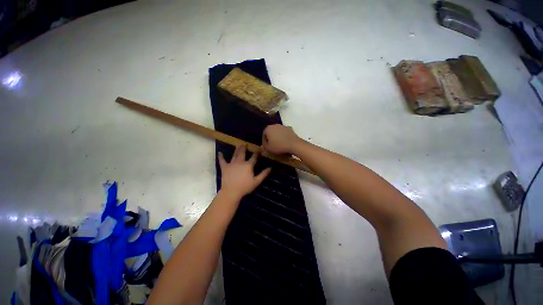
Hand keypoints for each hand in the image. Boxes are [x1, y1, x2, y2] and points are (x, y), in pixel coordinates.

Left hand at [218, 145, 270, 199]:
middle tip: (245, 144)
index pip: (254, 157)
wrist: (231, 191)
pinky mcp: (225, 167)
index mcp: (248, 165)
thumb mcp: (256, 181)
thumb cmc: (245, 187)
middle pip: (242, 153)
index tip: (259, 149)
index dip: (257, 153)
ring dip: (237, 149)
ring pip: (235, 154)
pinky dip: (221, 156)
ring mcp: (232, 164)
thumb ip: (263, 174)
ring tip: (238, 145)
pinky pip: (222, 161)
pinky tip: (219, 152)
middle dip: (244, 148)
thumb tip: (270, 168)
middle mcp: (240, 162)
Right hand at [262, 124, 302, 153]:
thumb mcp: (268, 149)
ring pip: (277, 132)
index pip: (264, 135)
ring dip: (277, 137)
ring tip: (279, 144)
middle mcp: (275, 125)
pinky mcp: (290, 128)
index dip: (264, 142)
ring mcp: (283, 126)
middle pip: (271, 132)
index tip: (266, 147)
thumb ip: (264, 146)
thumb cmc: (279, 146)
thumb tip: (264, 145)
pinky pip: (284, 133)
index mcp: (268, 128)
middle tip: (272, 146)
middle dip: (271, 138)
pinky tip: (285, 142)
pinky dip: (283, 137)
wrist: (294, 144)